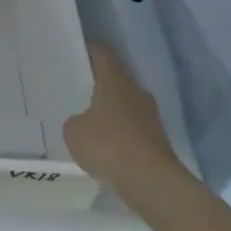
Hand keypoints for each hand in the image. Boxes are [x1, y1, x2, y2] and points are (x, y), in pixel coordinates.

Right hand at [63, 42, 181, 188]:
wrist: (151, 181)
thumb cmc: (108, 145)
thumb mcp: (74, 131)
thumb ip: (75, 120)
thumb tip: (84, 122)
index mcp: (115, 81)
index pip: (103, 53)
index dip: (89, 49)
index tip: (75, 50)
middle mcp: (136, 92)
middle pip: (116, 79)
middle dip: (98, 82)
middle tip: (75, 88)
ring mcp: (150, 116)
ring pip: (125, 104)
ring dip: (109, 110)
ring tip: (87, 120)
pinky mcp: (156, 140)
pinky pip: (131, 128)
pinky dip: (118, 133)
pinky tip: (103, 146)